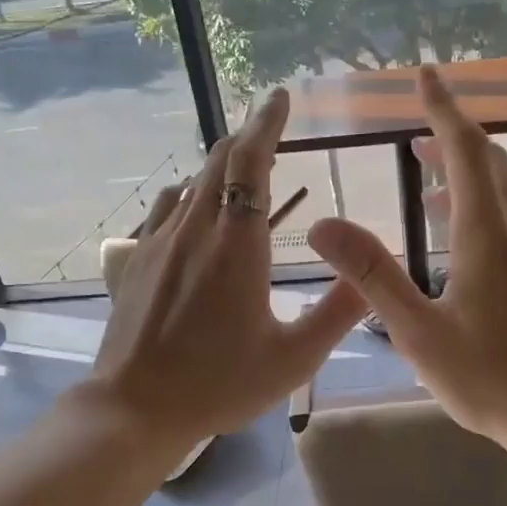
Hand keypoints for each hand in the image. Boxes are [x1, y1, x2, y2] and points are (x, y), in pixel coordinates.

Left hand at [91, 89, 365, 453]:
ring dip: (218, 165)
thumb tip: (370, 276)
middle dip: (246, 136)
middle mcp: (195, 230)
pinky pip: (165, 210)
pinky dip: (188, 195)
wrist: (137, 408)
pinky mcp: (136, 261)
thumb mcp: (294, 358)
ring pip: (191, 183)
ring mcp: (158, 243)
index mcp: (237, 245)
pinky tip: (193, 209)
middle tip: (269, 126)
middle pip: (218, 161)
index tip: (279, 97)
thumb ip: (337, 313)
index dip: (266, 123)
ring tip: (239, 165)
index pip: (250, 162)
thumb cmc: (220, 384)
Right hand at [309, 68, 506, 449]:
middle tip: (418, 136)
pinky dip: (489, 209)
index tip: (426, 76)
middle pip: (489, 163)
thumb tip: (323, 224)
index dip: (442, 109)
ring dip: (470, 178)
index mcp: (488, 232)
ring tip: (432, 189)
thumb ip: (372, 275)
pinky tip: (470, 243)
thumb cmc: (490, 377)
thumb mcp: (418, 330)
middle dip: (453, 141)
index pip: (464, 150)